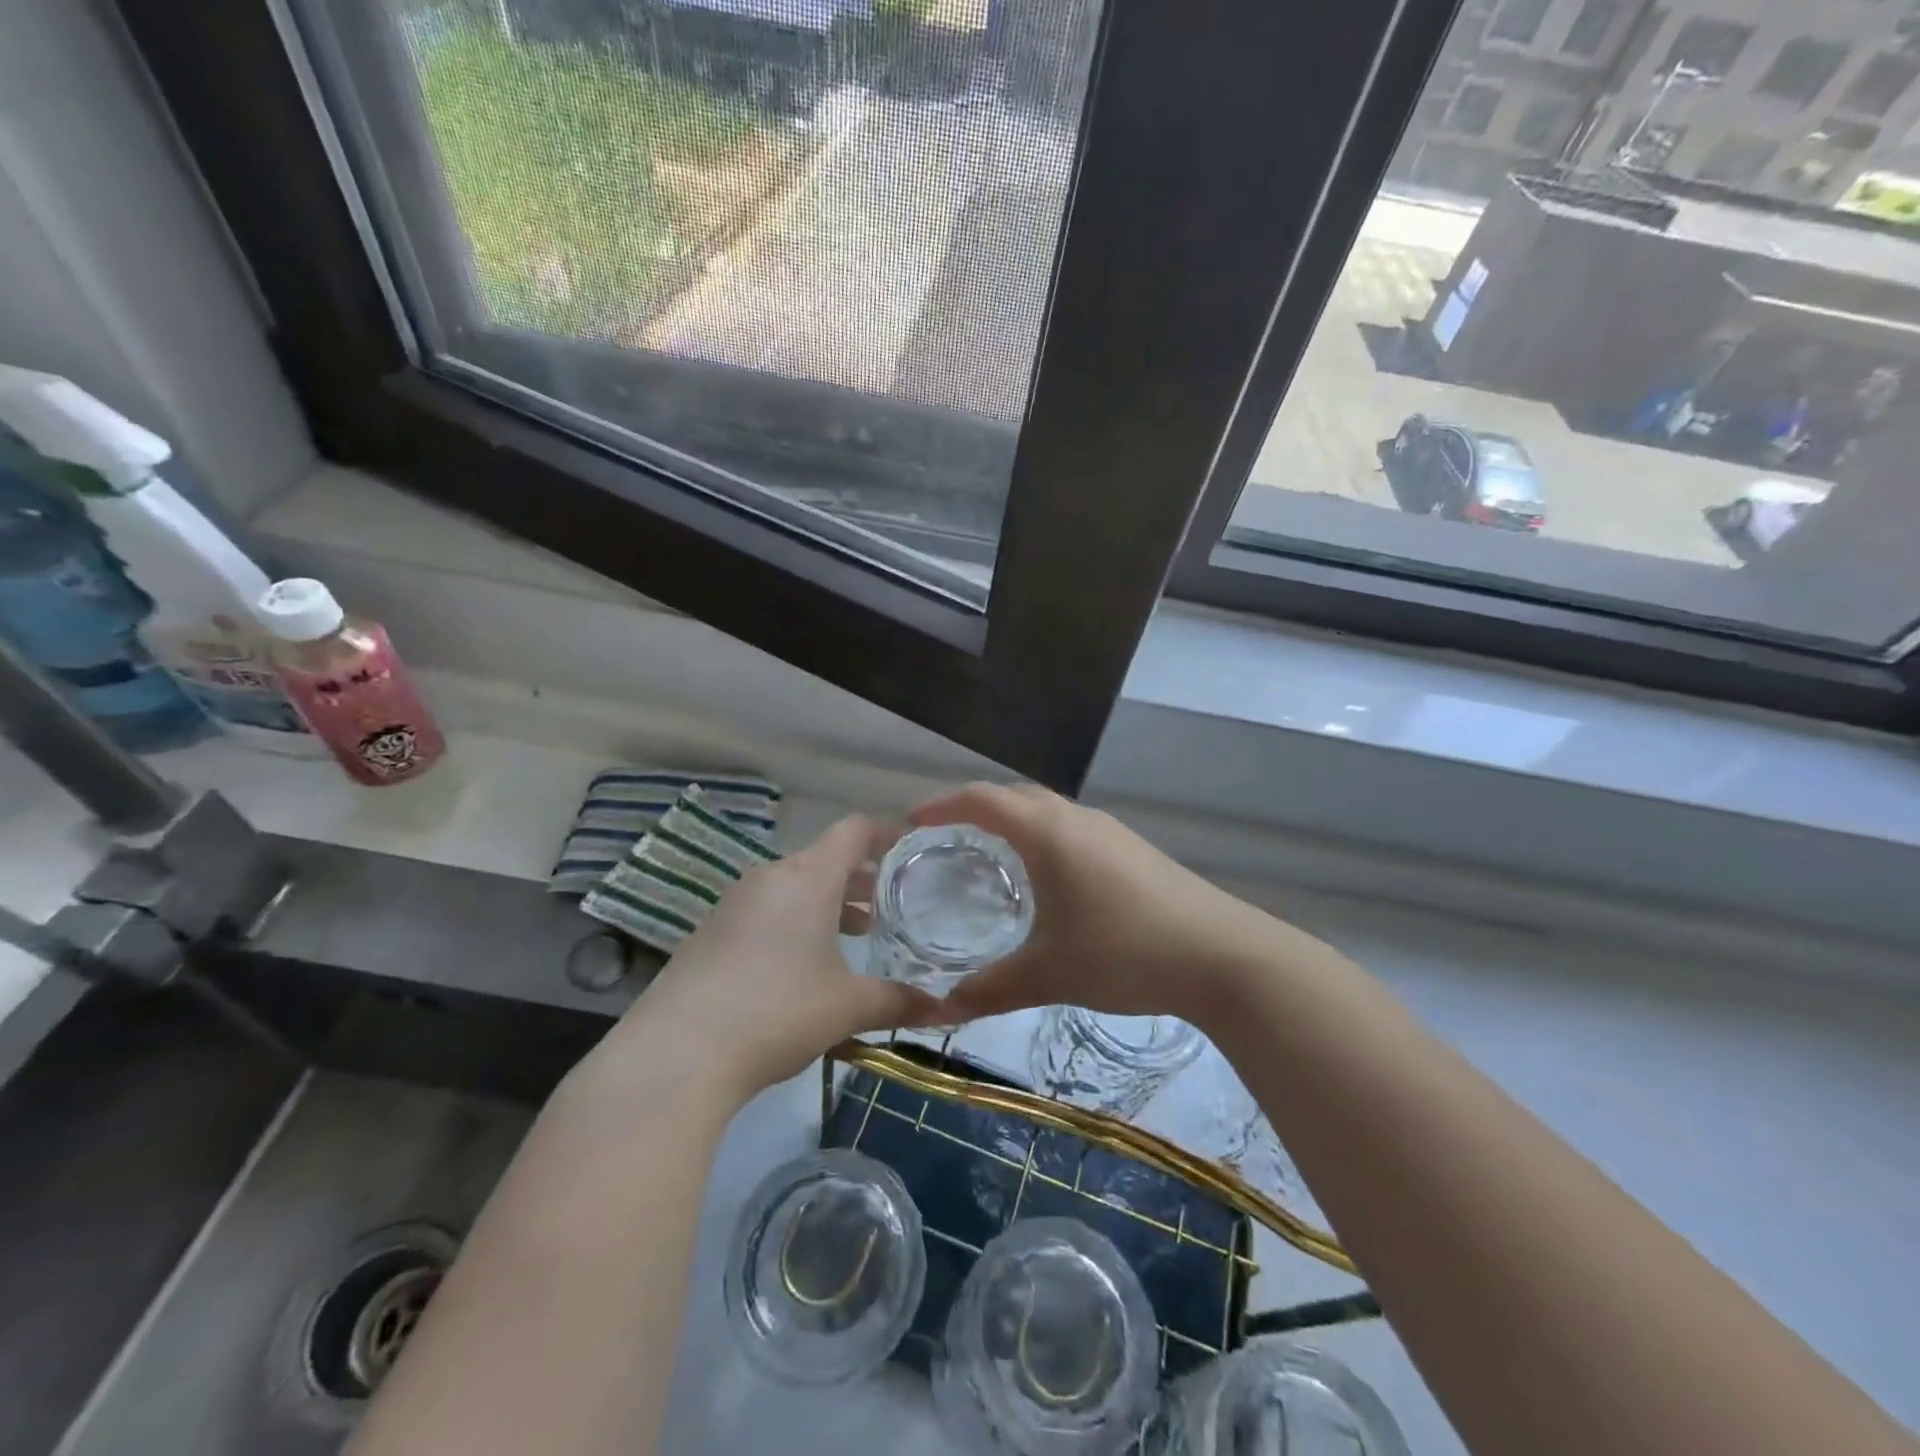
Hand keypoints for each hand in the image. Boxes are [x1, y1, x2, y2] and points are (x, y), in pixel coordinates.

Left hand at [606, 816, 942, 1101]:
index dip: (885, 832)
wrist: (676, 1054)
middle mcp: (770, 877)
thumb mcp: (848, 1007)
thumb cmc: (778, 1011)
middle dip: (861, 877)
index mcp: (808, 877)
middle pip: (824, 858)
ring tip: (857, 932)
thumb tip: (946, 1009)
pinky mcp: (710, 931)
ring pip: (793, 885)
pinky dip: (794, 919)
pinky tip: (803, 963)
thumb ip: (899, 1001)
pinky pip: (765, 909)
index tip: (910, 847)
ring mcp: (734, 902)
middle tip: (892, 902)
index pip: (853, 830)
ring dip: (828, 901)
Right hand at [914, 784, 1283, 1027]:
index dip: (943, 804)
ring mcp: (1109, 830)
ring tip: (987, 855)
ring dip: (1012, 821)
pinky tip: (1045, 877)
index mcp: (1048, 832)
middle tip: (944, 838)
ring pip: (1047, 810)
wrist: (1222, 955)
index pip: (983, 799)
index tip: (913, 820)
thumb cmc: (1125, 952)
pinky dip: (1041, 836)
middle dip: (974, 808)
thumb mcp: (1049, 974)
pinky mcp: (1131, 848)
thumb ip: (990, 989)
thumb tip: (939, 1010)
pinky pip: (1070, 827)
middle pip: (1014, 796)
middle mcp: (1076, 818)